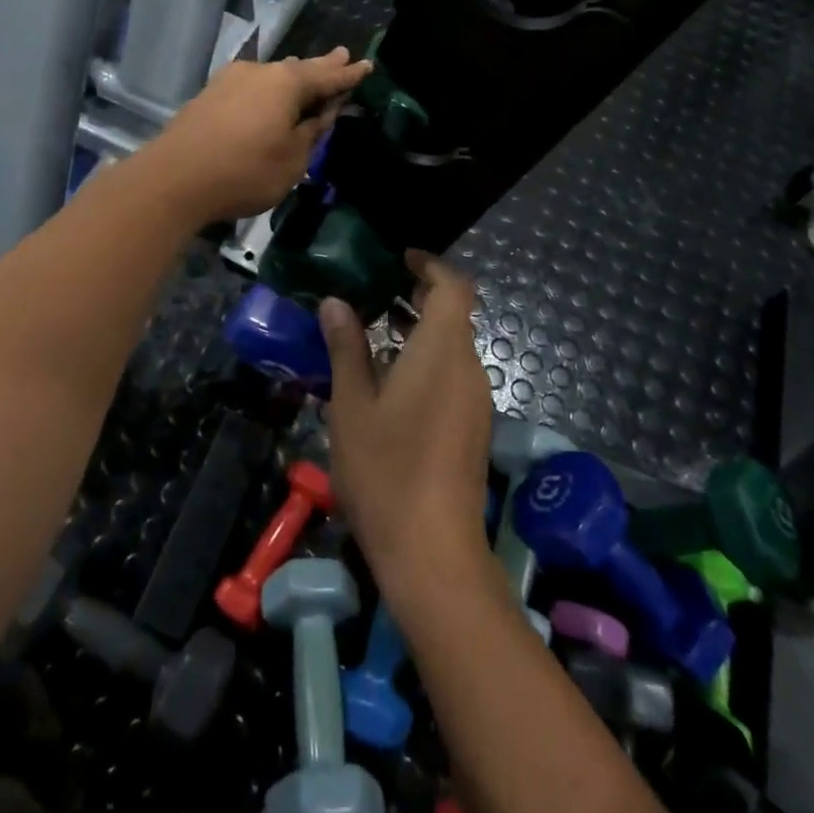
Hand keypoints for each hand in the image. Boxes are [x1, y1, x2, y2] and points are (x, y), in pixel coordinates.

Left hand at [141, 49, 369, 224]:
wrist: (174, 180)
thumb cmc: (245, 171)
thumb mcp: (293, 159)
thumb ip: (312, 131)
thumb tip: (323, 111)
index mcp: (287, 83)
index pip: (328, 76)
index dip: (349, 75)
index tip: (367, 66)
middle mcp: (259, 72)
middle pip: (298, 69)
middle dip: (322, 66)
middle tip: (342, 56)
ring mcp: (229, 81)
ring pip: (272, 77)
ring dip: (292, 79)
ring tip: (308, 73)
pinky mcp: (209, 96)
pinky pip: (251, 88)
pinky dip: (268, 92)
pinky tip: (269, 95)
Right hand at [322, 253, 494, 607]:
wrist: (433, 553)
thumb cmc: (386, 469)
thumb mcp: (352, 405)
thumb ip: (347, 348)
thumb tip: (337, 303)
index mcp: (443, 350)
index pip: (454, 287)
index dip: (431, 265)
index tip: (400, 259)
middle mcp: (468, 367)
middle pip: (455, 314)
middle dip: (419, 296)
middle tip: (375, 293)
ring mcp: (476, 400)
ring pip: (453, 347)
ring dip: (421, 331)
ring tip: (373, 334)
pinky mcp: (473, 427)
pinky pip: (453, 374)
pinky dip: (427, 360)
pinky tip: (390, 382)